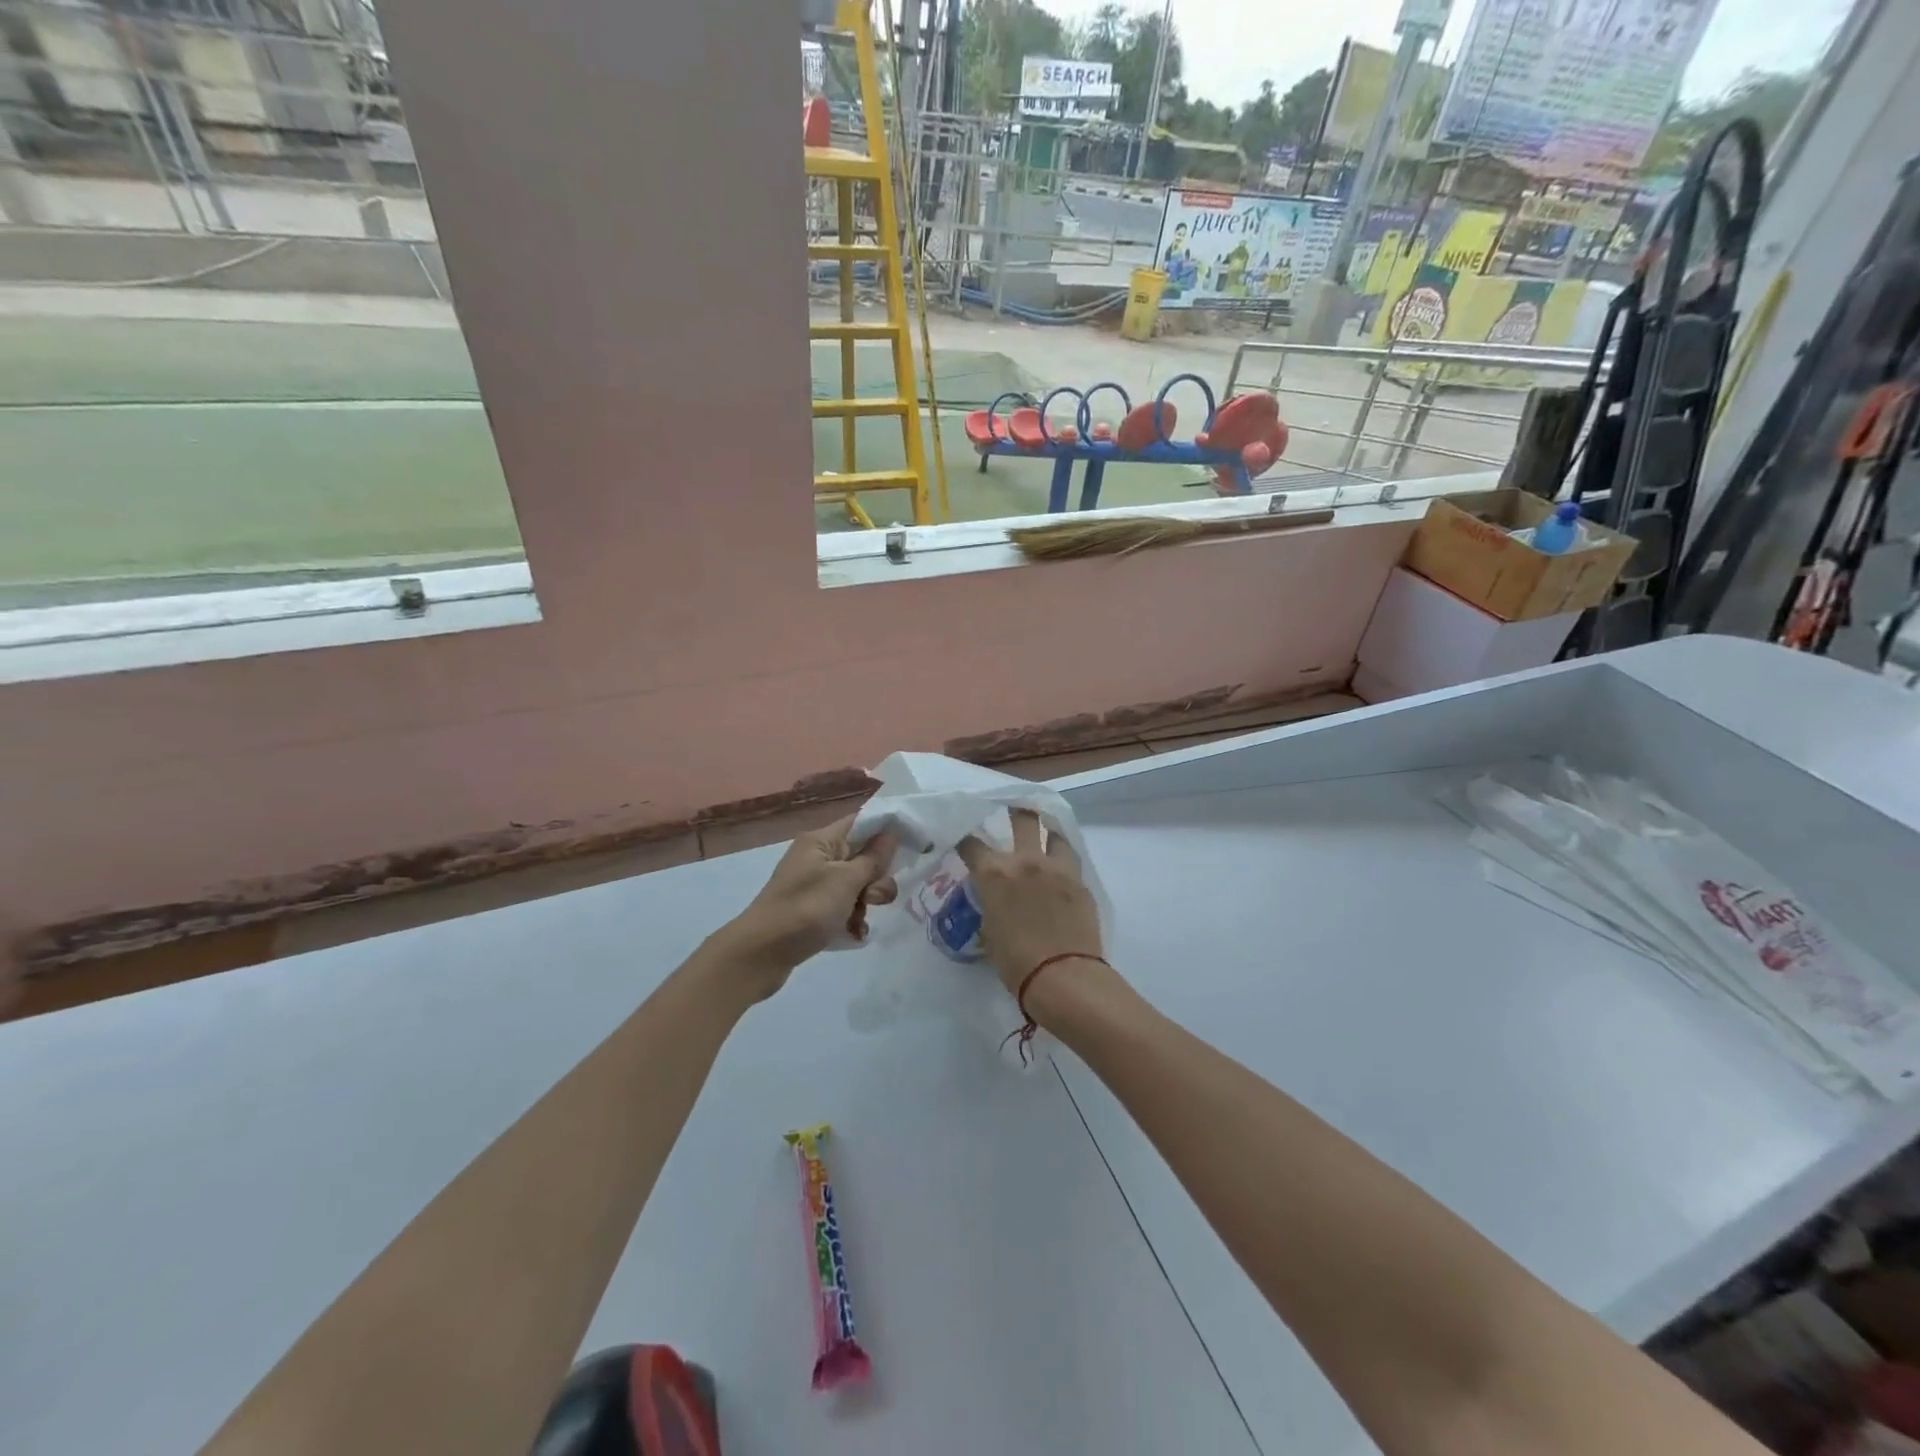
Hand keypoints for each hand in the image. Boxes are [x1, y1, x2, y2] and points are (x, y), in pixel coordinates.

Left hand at [718, 814, 896, 997]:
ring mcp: (813, 885)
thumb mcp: (846, 881)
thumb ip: (872, 858)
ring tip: (859, 921)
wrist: (760, 954)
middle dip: (876, 877)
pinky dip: (851, 919)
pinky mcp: (811, 910)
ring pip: (856, 885)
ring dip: (865, 902)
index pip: (862, 821)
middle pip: (862, 856)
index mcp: (821, 841)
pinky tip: (853, 935)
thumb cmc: (805, 909)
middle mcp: (817, 857)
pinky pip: (843, 907)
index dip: (888, 829)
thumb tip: (890, 834)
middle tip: (873, 897)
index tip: (914, 844)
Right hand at [957, 809, 1103, 995]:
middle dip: (1016, 811)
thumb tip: (996, 901)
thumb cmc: (1016, 962)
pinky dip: (1063, 861)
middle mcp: (1026, 861)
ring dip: (1047, 834)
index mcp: (995, 873)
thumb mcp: (990, 931)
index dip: (965, 840)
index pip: (972, 844)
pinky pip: (1070, 861)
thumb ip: (991, 905)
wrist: (1062, 976)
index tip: (964, 840)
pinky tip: (1060, 871)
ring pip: (1054, 834)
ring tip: (1045, 837)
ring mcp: (1057, 869)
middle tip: (1014, 811)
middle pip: (1023, 819)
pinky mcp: (1080, 882)